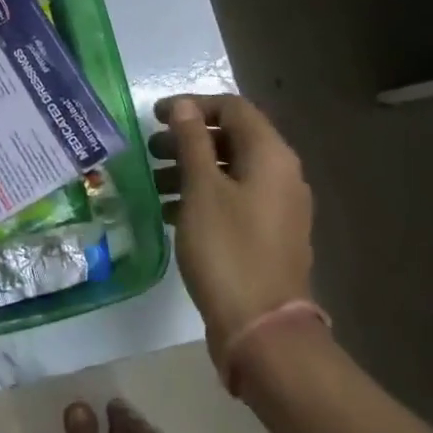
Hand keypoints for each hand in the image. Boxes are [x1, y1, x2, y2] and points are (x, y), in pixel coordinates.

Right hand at [151, 93, 313, 372]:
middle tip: (151, 149)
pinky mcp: (268, 234)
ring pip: (230, 171)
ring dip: (191, 168)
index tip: (155, 116)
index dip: (193, 105)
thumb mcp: (201, 189)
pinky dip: (202, 196)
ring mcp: (278, 207)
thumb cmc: (227, 249)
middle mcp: (282, 174)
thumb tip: (185, 106)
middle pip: (232, 138)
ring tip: (154, 181)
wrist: (261, 327)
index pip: (233, 108)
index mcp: (271, 156)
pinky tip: (170, 211)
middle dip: (188, 138)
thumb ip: (192, 142)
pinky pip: (233, 199)